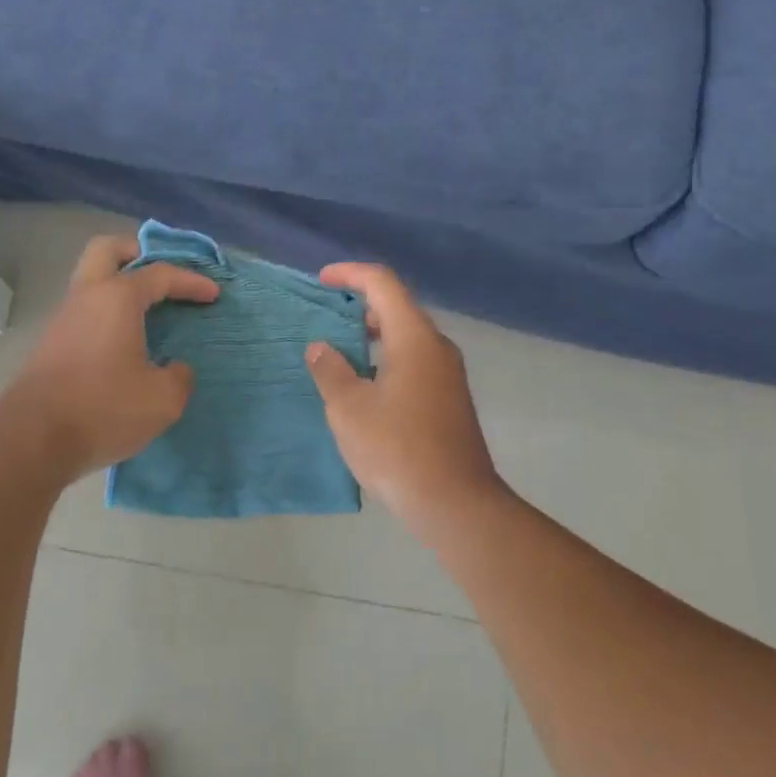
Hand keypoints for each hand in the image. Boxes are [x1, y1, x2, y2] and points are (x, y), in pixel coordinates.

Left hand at [0, 235, 218, 482]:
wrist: (33, 441)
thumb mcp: (163, 399)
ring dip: (120, 286)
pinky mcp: (52, 345)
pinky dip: (108, 313)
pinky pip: (86, 311)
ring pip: (92, 281)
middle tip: (164, 275)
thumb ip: (179, 377)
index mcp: (117, 298)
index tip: (214, 294)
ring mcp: (64, 320)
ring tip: (150, 311)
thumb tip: (174, 368)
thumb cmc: (104, 409)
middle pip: (108, 250)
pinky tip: (126, 342)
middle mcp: (86, 297)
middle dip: (138, 253)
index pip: (160, 274)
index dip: (191, 281)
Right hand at [304, 263, 506, 528]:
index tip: (321, 280)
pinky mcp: (450, 399)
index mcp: (414, 338)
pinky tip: (366, 386)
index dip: (350, 274)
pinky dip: (387, 358)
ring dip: (373, 335)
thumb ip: (330, 370)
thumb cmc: (396, 448)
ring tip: (340, 351)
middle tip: (326, 318)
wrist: (454, 502)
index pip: (383, 284)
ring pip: (407, 337)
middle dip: (360, 305)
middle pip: (398, 307)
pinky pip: (415, 361)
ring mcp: (448, 374)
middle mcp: (437, 347)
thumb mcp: (349, 408)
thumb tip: (321, 347)